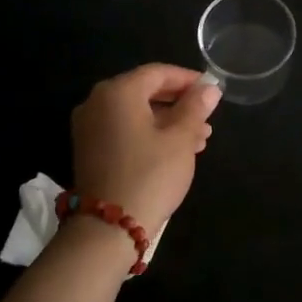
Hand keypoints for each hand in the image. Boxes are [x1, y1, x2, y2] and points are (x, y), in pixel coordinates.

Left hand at [70, 64, 220, 238]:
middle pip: (144, 91)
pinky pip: (124, 130)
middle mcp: (97, 102)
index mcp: (118, 92)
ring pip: (136, 113)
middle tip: (207, 118)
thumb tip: (210, 88)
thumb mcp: (180, 139)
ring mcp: (89, 127)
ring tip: (199, 140)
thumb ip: (195, 108)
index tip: (212, 91)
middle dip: (179, 103)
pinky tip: (175, 151)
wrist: (108, 228)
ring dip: (168, 121)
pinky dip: (149, 134)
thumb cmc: (150, 174)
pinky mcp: (89, 150)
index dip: (188, 79)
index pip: (157, 72)